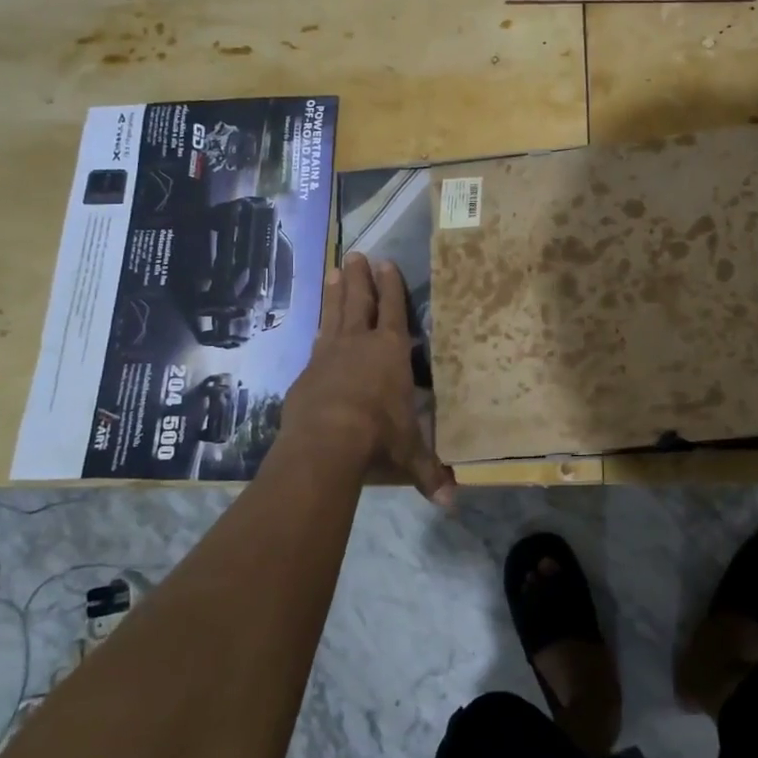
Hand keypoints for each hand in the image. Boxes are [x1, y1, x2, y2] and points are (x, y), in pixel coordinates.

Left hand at [282, 253, 455, 503]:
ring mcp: (328, 355)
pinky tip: (317, 326)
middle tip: (355, 254)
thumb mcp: (408, 454)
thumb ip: (428, 472)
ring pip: (334, 314)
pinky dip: (319, 329)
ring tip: (334, 270)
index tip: (386, 263)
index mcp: (390, 353)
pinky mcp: (307, 372)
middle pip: (359, 302)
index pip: (393, 311)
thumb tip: (451, 503)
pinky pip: (316, 343)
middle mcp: (359, 345)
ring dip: (335, 292)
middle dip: (360, 279)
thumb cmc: (378, 436)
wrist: (326, 441)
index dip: (391, 287)